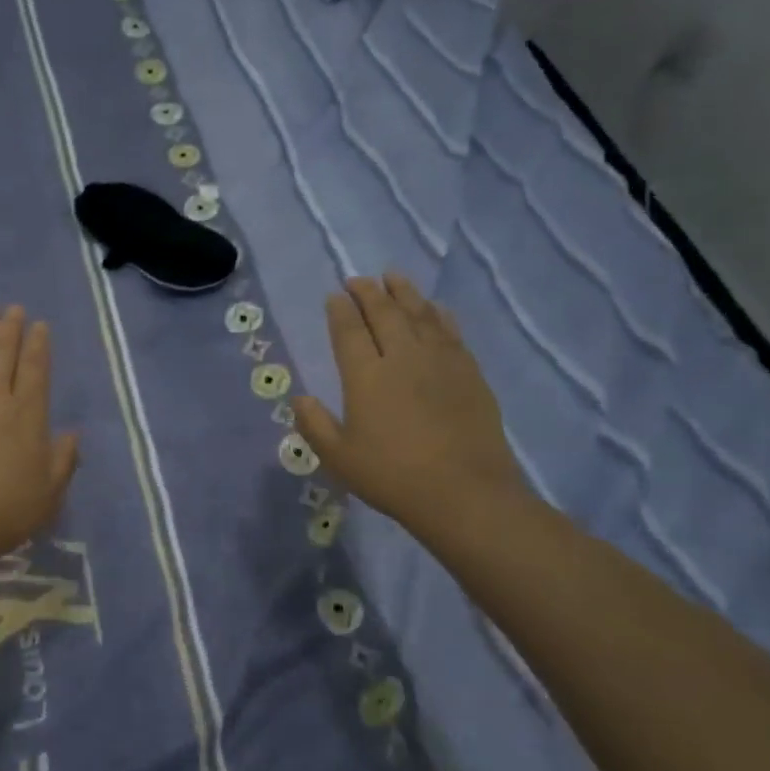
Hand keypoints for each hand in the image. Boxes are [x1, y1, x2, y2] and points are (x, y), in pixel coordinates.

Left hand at [0, 306, 79, 572]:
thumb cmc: (4, 512)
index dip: (38, 344)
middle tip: (13, 309)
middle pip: (1, 353)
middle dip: (10, 328)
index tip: (39, 325)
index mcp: (25, 414)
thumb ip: (64, 460)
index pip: (34, 368)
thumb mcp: (49, 493)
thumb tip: (71, 434)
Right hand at [294, 274, 531, 543]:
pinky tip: (434, 308)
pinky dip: (438, 314)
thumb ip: (314, 426)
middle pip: (384, 313)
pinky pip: (450, 331)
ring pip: (419, 314)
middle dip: (368, 293)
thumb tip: (300, 399)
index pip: (349, 331)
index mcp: (365, 376)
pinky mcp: (469, 372)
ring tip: (393, 277)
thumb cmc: (393, 477)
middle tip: (358, 279)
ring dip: (403, 292)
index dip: (339, 310)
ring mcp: (440, 361)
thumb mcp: (340, 458)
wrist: (466, 493)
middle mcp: (402, 358)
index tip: (334, 296)